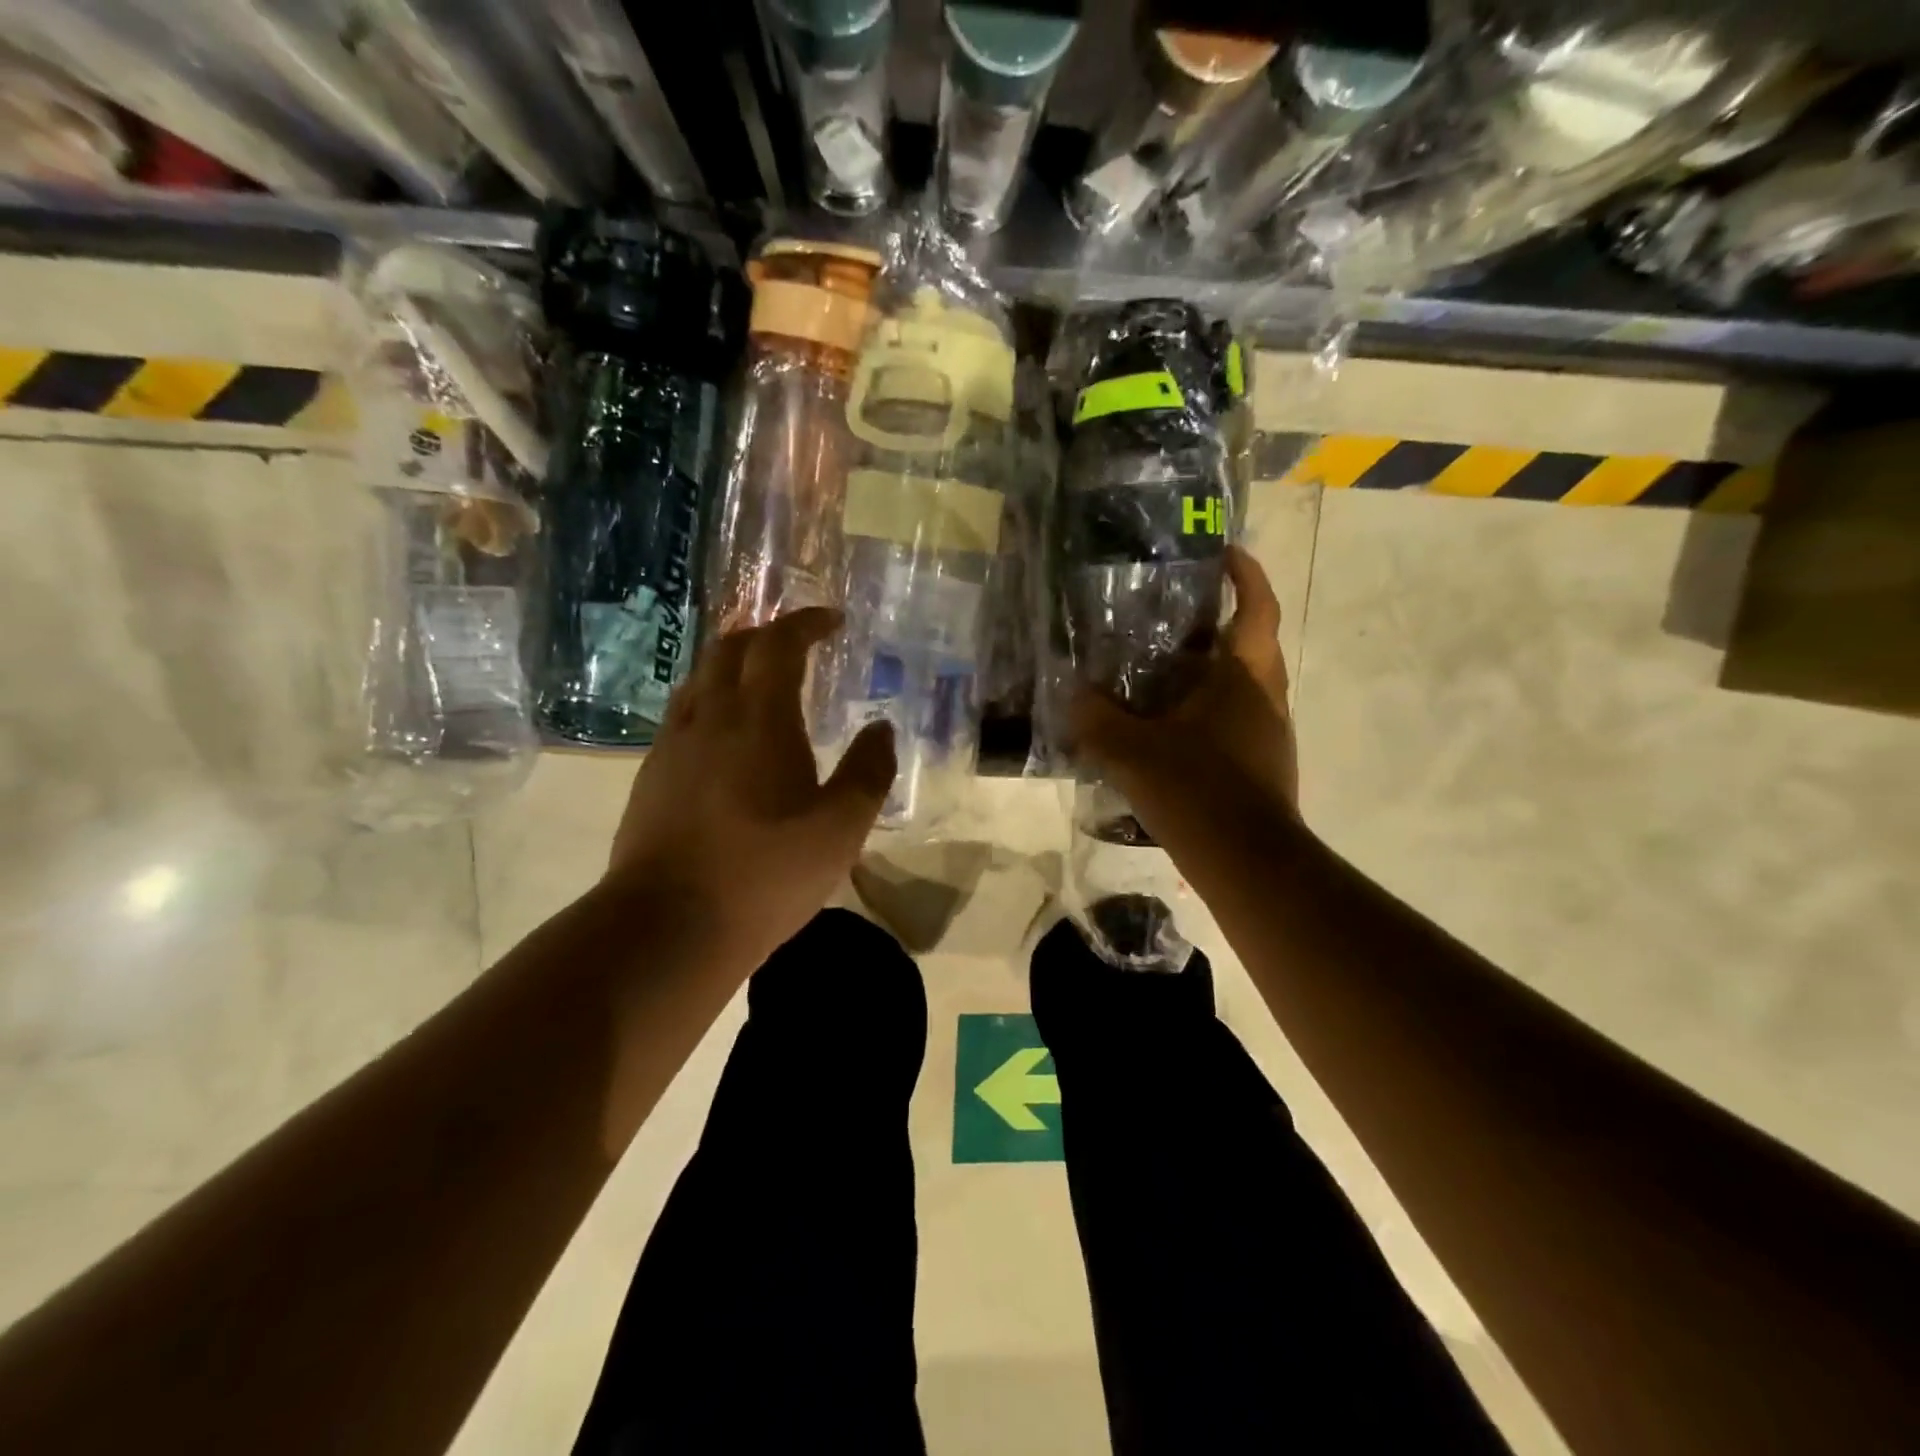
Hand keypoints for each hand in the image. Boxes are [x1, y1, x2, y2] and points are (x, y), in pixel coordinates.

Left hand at [605, 608, 896, 970]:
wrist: (667, 925)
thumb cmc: (764, 874)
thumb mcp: (840, 830)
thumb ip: (868, 772)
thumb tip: (881, 728)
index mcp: (759, 719)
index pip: (778, 644)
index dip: (806, 623)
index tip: (833, 620)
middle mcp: (710, 716)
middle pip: (730, 649)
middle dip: (767, 635)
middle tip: (798, 643)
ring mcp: (672, 745)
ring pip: (700, 678)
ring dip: (733, 664)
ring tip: (762, 681)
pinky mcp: (651, 775)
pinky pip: (683, 713)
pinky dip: (711, 700)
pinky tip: (725, 735)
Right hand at [1071, 546, 1298, 858]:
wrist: (1249, 864)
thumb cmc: (1197, 790)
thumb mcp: (1131, 751)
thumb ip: (1095, 718)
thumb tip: (1072, 692)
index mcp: (1244, 676)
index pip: (1256, 607)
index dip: (1245, 574)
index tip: (1223, 553)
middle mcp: (1266, 697)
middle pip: (1249, 644)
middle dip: (1217, 624)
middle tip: (1170, 618)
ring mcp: (1268, 734)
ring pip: (1239, 687)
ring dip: (1206, 673)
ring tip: (1157, 674)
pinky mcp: (1261, 766)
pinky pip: (1232, 722)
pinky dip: (1204, 714)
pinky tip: (1166, 732)